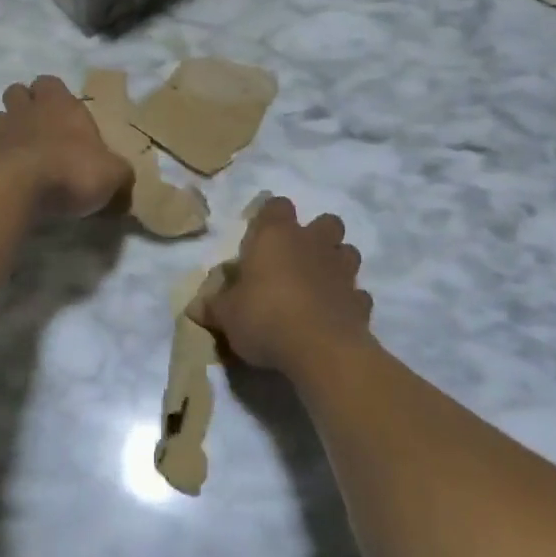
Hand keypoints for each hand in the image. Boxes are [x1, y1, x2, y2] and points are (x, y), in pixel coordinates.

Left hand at [0, 75, 133, 218]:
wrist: (24, 190)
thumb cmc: (75, 170)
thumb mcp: (114, 174)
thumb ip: (118, 172)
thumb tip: (123, 180)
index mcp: (61, 104)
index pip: (50, 81)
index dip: (54, 94)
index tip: (64, 112)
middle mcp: (29, 110)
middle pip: (16, 92)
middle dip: (24, 105)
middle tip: (39, 127)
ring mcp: (2, 132)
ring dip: (4, 128)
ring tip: (19, 148)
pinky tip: (10, 176)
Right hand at [193, 197, 373, 374]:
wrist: (321, 350)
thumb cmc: (265, 317)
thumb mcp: (227, 315)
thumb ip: (214, 306)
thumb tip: (194, 307)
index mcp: (277, 236)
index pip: (277, 206)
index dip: (270, 217)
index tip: (260, 237)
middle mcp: (313, 244)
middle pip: (326, 222)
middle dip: (316, 235)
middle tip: (296, 259)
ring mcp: (343, 271)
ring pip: (348, 252)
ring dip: (336, 263)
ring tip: (319, 284)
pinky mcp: (361, 302)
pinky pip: (357, 294)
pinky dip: (348, 301)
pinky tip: (334, 315)